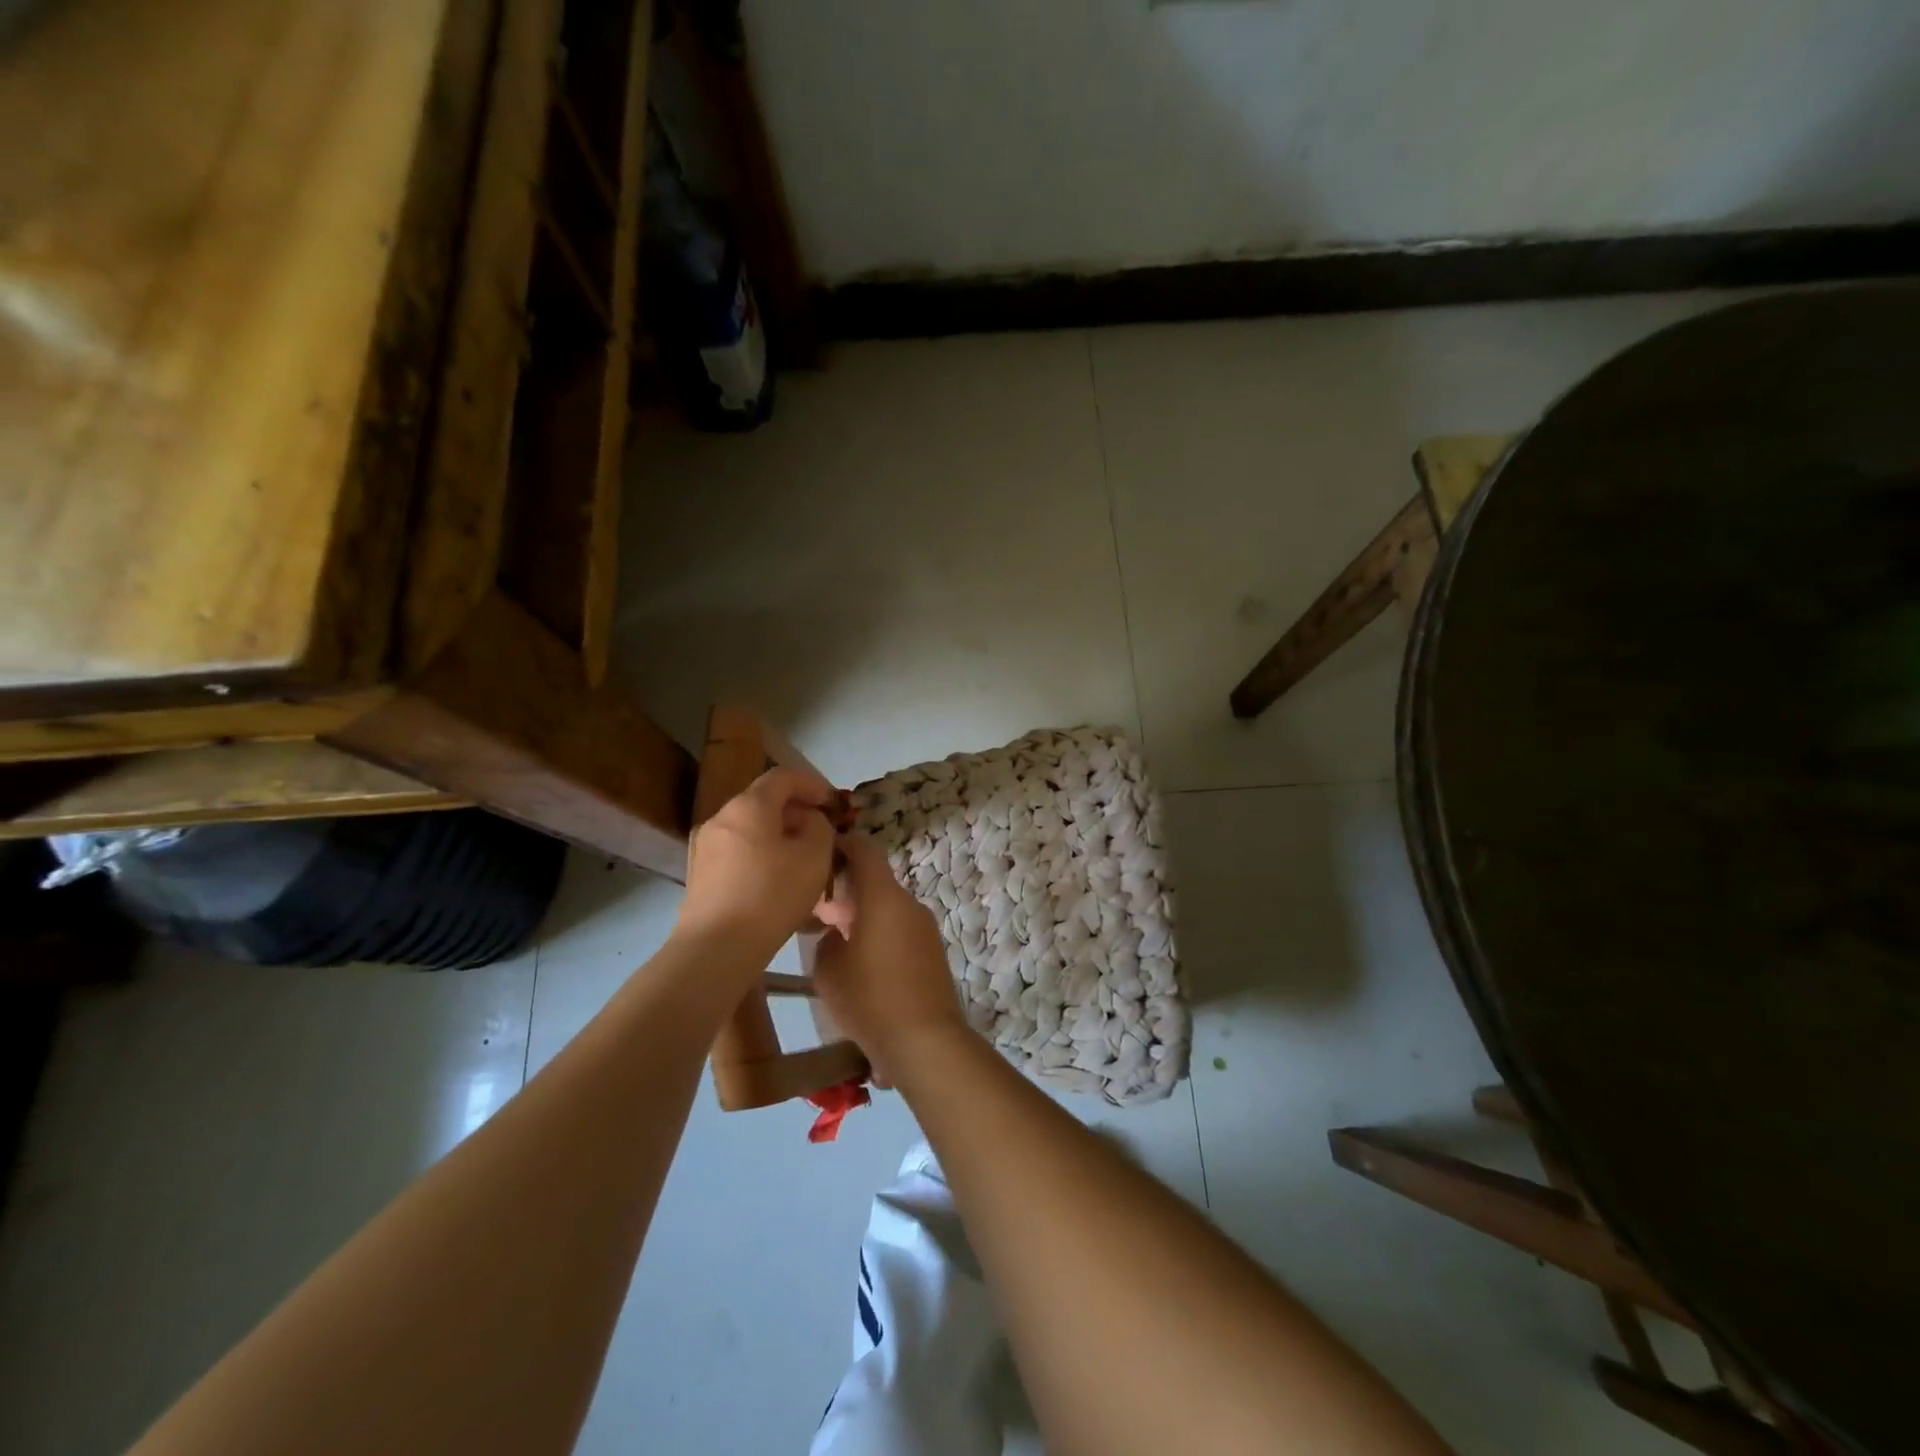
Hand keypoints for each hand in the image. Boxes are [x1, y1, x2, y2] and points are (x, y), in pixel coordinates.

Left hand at [677, 766, 839, 962]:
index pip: (784, 776)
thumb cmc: (772, 895)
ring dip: (779, 836)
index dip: (813, 784)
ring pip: (751, 829)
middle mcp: (721, 817)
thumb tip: (808, 821)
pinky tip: (777, 881)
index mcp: (749, 805)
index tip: (834, 804)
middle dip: (797, 812)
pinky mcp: (700, 875)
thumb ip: (819, 827)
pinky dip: (761, 855)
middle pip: (764, 801)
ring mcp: (705, 846)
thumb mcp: (815, 856)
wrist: (716, 949)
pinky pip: (738, 852)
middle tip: (822, 833)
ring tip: (803, 860)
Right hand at [812, 833, 971, 1083]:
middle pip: (876, 880)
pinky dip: (880, 932)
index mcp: (883, 896)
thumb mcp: (828, 970)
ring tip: (836, 941)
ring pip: (888, 906)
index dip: (842, 845)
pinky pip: (901, 928)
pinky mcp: (933, 950)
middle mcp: (908, 903)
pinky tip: (863, 963)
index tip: (820, 853)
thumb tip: (837, 933)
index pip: (864, 849)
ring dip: (863, 914)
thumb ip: (827, 940)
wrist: (925, 1041)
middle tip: (818, 912)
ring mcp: (925, 926)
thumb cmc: (869, 999)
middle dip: (847, 890)